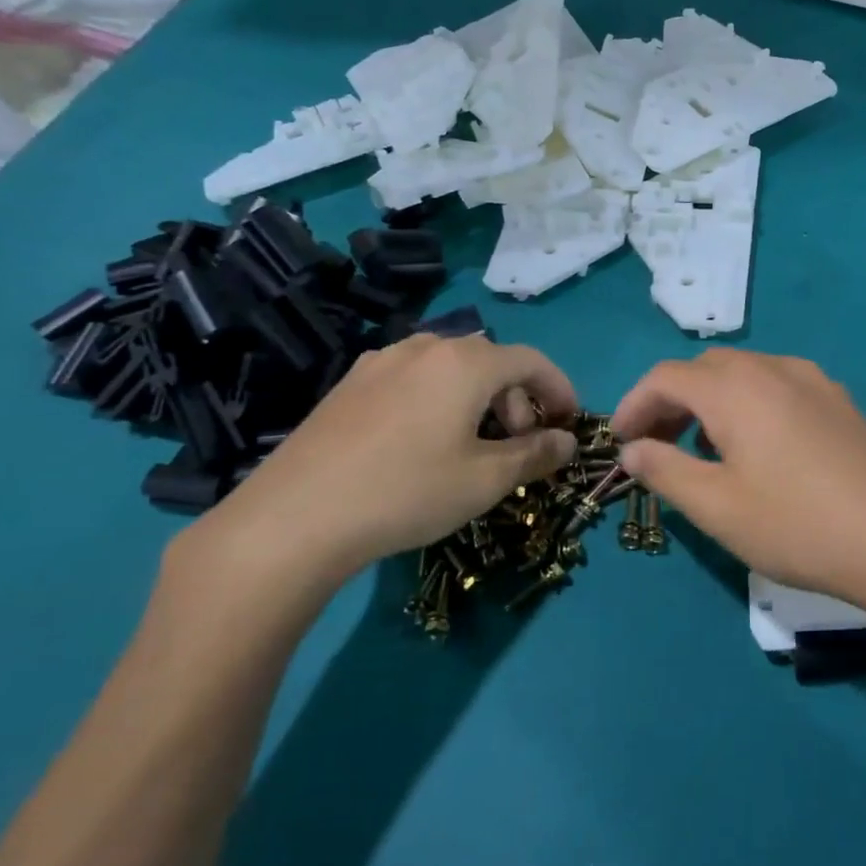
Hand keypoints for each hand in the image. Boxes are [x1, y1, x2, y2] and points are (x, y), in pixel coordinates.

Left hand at [173, 335, 577, 614]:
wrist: (295, 517)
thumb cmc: (408, 492)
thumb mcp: (486, 479)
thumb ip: (536, 454)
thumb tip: (567, 441)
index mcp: (466, 362)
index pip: (532, 360)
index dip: (560, 389)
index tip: (570, 423)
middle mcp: (425, 348)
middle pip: (491, 362)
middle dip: (519, 400)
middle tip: (521, 446)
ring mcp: (380, 362)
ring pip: (450, 369)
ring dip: (479, 399)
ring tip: (474, 444)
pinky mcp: (349, 384)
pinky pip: (413, 379)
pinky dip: (440, 400)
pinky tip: (424, 443)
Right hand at [612, 350, 865, 640]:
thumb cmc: (798, 525)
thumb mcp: (717, 507)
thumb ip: (665, 471)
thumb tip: (633, 449)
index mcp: (735, 388)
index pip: (666, 377)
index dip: (633, 405)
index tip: (620, 443)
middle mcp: (774, 369)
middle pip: (705, 369)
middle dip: (671, 401)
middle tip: (657, 446)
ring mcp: (815, 382)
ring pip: (745, 375)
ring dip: (711, 402)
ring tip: (704, 450)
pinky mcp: (842, 403)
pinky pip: (779, 387)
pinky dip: (750, 405)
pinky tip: (760, 449)